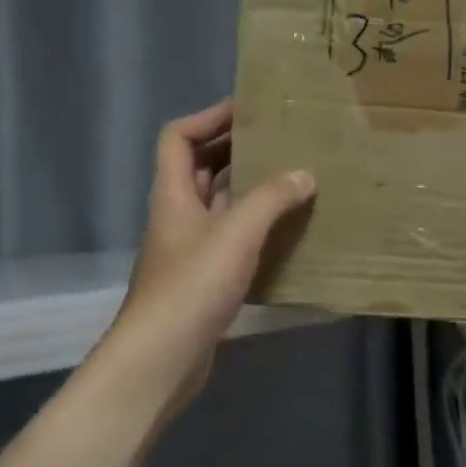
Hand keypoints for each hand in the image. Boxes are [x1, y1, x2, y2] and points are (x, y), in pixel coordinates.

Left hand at [95, 98, 315, 423]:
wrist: (162, 356)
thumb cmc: (193, 286)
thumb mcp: (236, 234)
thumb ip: (270, 199)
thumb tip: (304, 174)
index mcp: (173, 194)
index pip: (178, 138)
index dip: (208, 118)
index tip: (247, 110)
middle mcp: (176, 215)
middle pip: (199, 168)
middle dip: (233, 149)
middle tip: (277, 140)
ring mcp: (187, 249)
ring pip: (216, 204)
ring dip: (246, 189)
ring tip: (289, 178)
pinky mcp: (201, 278)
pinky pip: (228, 238)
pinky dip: (252, 227)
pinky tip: (283, 231)